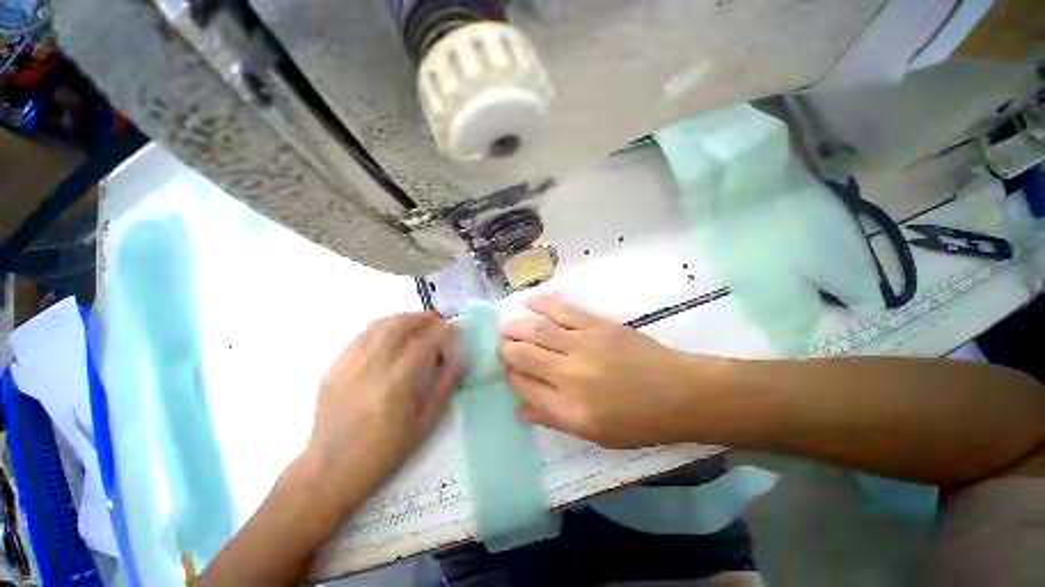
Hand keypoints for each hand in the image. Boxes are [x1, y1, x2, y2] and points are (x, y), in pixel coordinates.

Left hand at [305, 312, 462, 501]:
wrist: (329, 470)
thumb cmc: (384, 452)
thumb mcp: (423, 425)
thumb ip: (444, 387)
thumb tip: (461, 359)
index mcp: (396, 385)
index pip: (424, 343)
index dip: (443, 331)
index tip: (455, 329)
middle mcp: (371, 367)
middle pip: (399, 325)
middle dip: (422, 317)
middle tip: (437, 321)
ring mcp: (349, 365)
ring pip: (378, 326)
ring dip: (402, 318)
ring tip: (417, 323)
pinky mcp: (334, 367)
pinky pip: (361, 336)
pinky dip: (381, 328)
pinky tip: (390, 335)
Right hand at [500, 297, 705, 448]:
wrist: (679, 392)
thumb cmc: (639, 421)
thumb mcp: (595, 434)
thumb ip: (553, 419)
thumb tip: (520, 410)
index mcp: (569, 408)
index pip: (525, 387)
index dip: (511, 377)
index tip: (506, 372)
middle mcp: (570, 374)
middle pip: (525, 356)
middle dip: (506, 350)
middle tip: (500, 347)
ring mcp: (583, 345)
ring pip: (538, 331)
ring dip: (516, 327)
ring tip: (505, 327)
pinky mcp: (597, 326)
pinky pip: (563, 312)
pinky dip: (543, 305)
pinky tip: (528, 302)